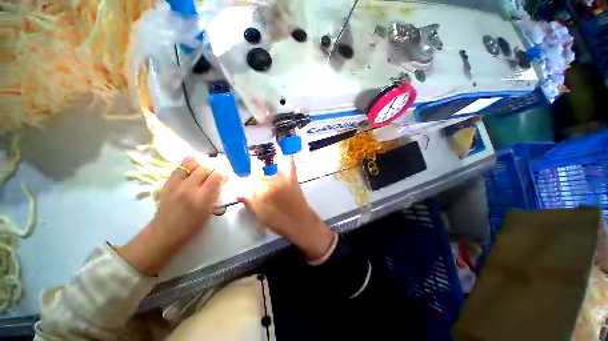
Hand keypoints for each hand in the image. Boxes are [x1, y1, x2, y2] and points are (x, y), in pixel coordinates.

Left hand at [118, 157, 223, 275]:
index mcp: (202, 198)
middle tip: (212, 176)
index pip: (216, 177)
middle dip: (211, 170)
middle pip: (204, 168)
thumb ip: (215, 194)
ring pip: (190, 164)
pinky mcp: (167, 183)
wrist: (165, 232)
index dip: (221, 175)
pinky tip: (191, 169)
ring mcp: (176, 185)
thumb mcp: (209, 211)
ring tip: (201, 170)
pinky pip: (179, 168)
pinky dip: (187, 166)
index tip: (222, 178)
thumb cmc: (192, 225)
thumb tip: (220, 181)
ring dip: (199, 165)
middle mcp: (189, 189)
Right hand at [238, 156, 334, 259]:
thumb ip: (249, 201)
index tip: (250, 166)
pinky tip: (285, 145)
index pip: (254, 174)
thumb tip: (237, 192)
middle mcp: (272, 181)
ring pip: (273, 162)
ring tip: (265, 150)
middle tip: (255, 159)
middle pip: (262, 166)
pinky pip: (289, 163)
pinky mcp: (293, 178)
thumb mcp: (259, 213)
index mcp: (262, 190)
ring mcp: (283, 178)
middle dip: (258, 162)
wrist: (299, 222)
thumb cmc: (277, 220)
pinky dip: (288, 154)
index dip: (251, 168)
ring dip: (269, 155)